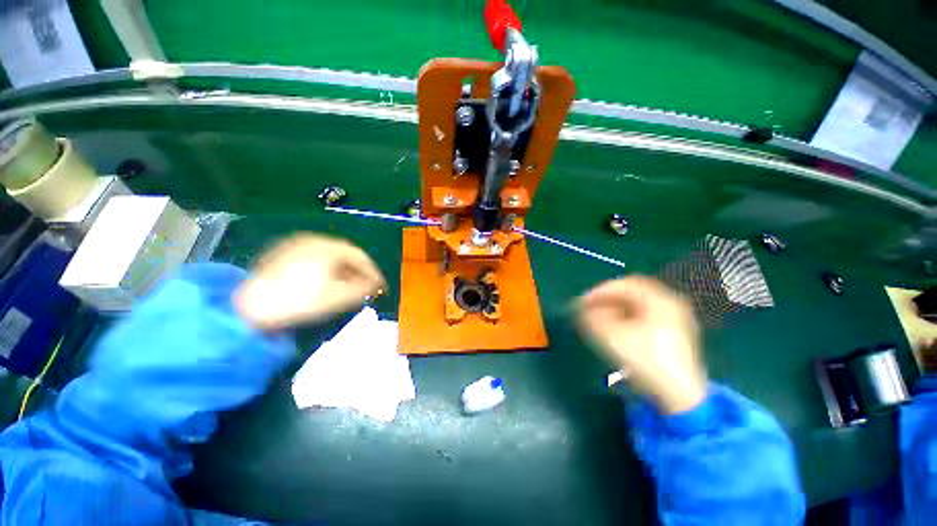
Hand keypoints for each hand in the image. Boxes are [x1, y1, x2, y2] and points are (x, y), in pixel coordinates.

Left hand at [233, 233, 385, 330]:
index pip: (360, 256)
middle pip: (345, 253)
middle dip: (358, 271)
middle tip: (365, 286)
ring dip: (343, 270)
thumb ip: (363, 289)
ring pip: (329, 255)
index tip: (380, 285)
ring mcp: (294, 245)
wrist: (250, 307)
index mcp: (328, 247)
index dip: (373, 271)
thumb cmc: (300, 301)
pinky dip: (325, 268)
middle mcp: (313, 240)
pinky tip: (325, 282)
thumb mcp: (339, 297)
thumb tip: (377, 285)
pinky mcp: (281, 253)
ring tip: (347, 286)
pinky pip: (313, 258)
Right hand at [576, 275, 706, 413]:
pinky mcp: (675, 335)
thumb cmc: (646, 361)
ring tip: (600, 320)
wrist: (680, 397)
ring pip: (638, 306)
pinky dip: (627, 319)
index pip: (624, 285)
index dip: (599, 291)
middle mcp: (671, 304)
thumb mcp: (612, 336)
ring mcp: (676, 320)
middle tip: (590, 308)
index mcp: (660, 300)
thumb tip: (582, 308)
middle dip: (607, 299)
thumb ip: (592, 317)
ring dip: (616, 309)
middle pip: (632, 293)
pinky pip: (645, 317)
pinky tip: (618, 330)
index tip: (582, 302)